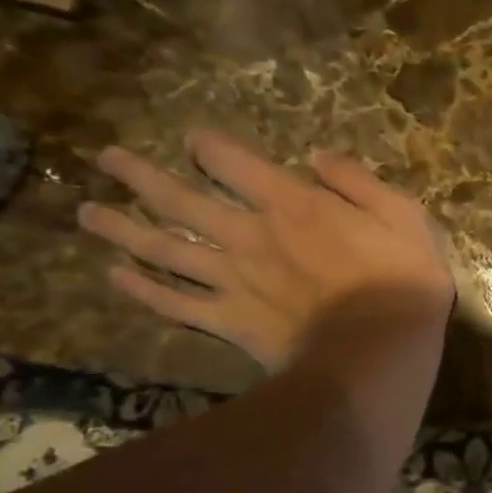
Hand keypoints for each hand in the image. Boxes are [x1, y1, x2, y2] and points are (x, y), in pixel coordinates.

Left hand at [78, 130, 453, 372]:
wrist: (381, 351)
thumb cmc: (403, 282)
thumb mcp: (404, 216)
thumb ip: (359, 182)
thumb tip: (317, 157)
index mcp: (293, 204)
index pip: (235, 163)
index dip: (209, 148)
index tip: (193, 141)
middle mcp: (250, 234)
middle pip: (182, 200)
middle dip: (141, 176)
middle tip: (107, 159)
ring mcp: (233, 280)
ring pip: (165, 249)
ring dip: (123, 228)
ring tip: (87, 212)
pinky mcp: (231, 321)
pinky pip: (177, 304)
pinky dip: (144, 290)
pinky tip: (116, 277)